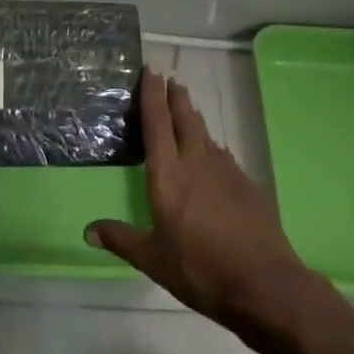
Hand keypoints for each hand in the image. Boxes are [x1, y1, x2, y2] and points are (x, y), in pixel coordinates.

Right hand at [87, 69, 326, 343]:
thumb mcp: (154, 259)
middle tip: (171, 79)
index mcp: (168, 174)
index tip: (150, 70)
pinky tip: (214, 155)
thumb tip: (88, 230)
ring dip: (194, 118)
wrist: (265, 283)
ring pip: (206, 134)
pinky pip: (224, 156)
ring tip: (187, 109)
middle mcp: (196, 162)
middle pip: (185, 119)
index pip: (157, 124)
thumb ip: (122, 239)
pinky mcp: (247, 186)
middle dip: (176, 97)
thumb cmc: (200, 269)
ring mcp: (226, 172)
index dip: (152, 95)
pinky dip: (213, 147)